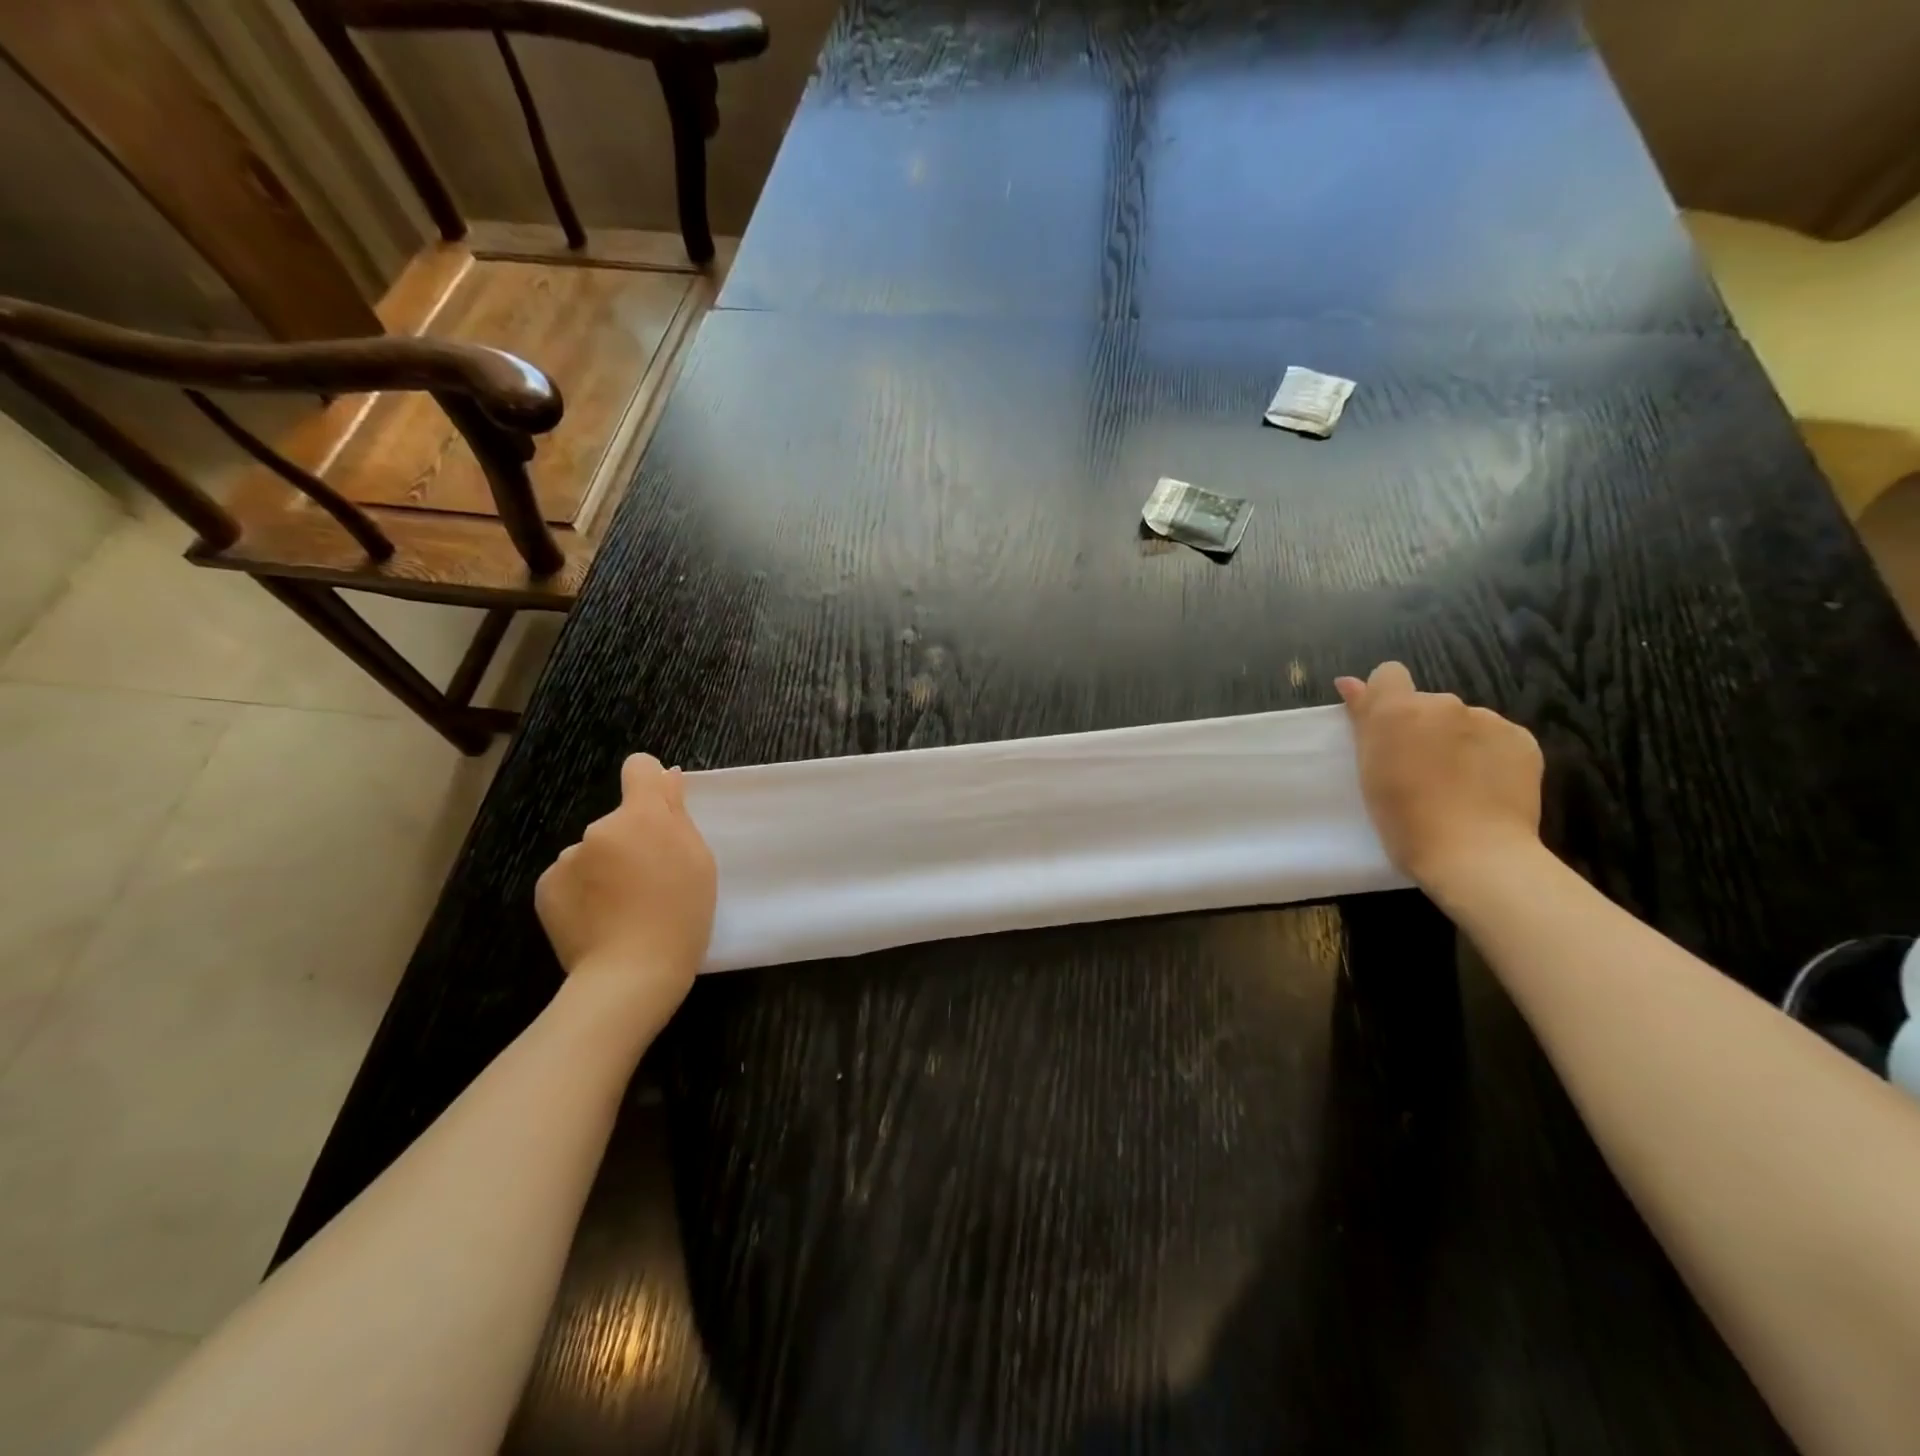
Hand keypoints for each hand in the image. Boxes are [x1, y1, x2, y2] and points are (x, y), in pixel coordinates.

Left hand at [535, 753, 715, 1016]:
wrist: (631, 974)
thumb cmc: (681, 915)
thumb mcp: (698, 861)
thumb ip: (677, 814)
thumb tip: (666, 776)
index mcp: (643, 816)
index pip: (639, 768)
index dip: (650, 783)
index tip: (660, 810)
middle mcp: (600, 827)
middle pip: (620, 821)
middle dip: (632, 841)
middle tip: (651, 883)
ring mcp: (568, 857)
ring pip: (594, 851)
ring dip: (606, 868)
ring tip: (623, 909)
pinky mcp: (546, 887)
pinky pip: (571, 877)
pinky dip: (583, 892)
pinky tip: (598, 920)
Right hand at [1335, 662, 1543, 889]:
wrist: (1474, 853)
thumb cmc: (1403, 818)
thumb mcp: (1368, 769)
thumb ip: (1364, 718)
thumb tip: (1350, 682)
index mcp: (1399, 710)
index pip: (1389, 674)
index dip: (1385, 698)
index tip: (1386, 733)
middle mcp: (1444, 704)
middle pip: (1427, 703)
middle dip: (1423, 727)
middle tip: (1418, 770)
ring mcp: (1488, 720)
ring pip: (1463, 722)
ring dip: (1456, 741)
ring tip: (1456, 784)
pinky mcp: (1522, 741)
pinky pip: (1497, 739)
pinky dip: (1488, 756)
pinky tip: (1485, 788)